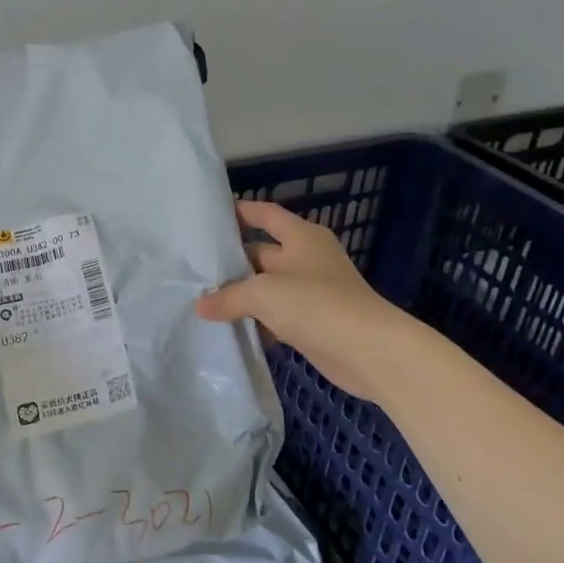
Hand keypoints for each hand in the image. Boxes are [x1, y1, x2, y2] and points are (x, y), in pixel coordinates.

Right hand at [195, 200, 409, 403]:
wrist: (368, 351)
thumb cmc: (315, 304)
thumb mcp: (263, 294)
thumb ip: (228, 297)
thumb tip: (199, 305)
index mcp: (302, 237)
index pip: (266, 214)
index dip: (241, 211)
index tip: (210, 216)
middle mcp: (307, 258)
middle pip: (262, 252)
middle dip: (232, 260)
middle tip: (195, 266)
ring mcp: (311, 291)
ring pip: (267, 286)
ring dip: (241, 294)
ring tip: (202, 297)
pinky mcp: (312, 322)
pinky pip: (276, 315)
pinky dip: (256, 320)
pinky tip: (229, 327)